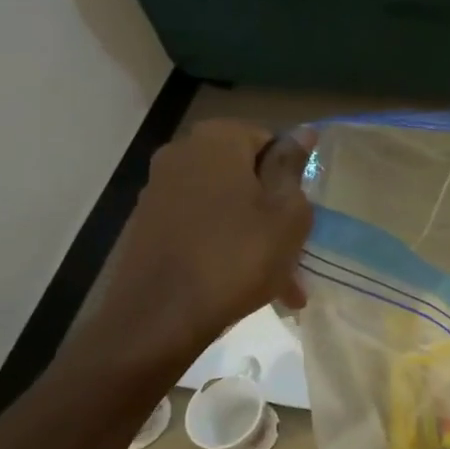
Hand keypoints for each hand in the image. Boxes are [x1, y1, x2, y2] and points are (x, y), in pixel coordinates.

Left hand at [78, 120, 312, 372]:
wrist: (159, 318)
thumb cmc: (239, 256)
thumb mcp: (287, 212)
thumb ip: (292, 167)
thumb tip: (302, 131)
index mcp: (218, 139)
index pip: (269, 140)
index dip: (291, 177)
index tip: (302, 213)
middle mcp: (181, 153)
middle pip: (244, 174)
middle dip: (271, 210)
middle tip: (294, 250)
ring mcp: (159, 190)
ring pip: (224, 205)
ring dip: (252, 234)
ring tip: (278, 281)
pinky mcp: (146, 225)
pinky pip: (200, 227)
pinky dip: (224, 247)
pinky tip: (243, 285)